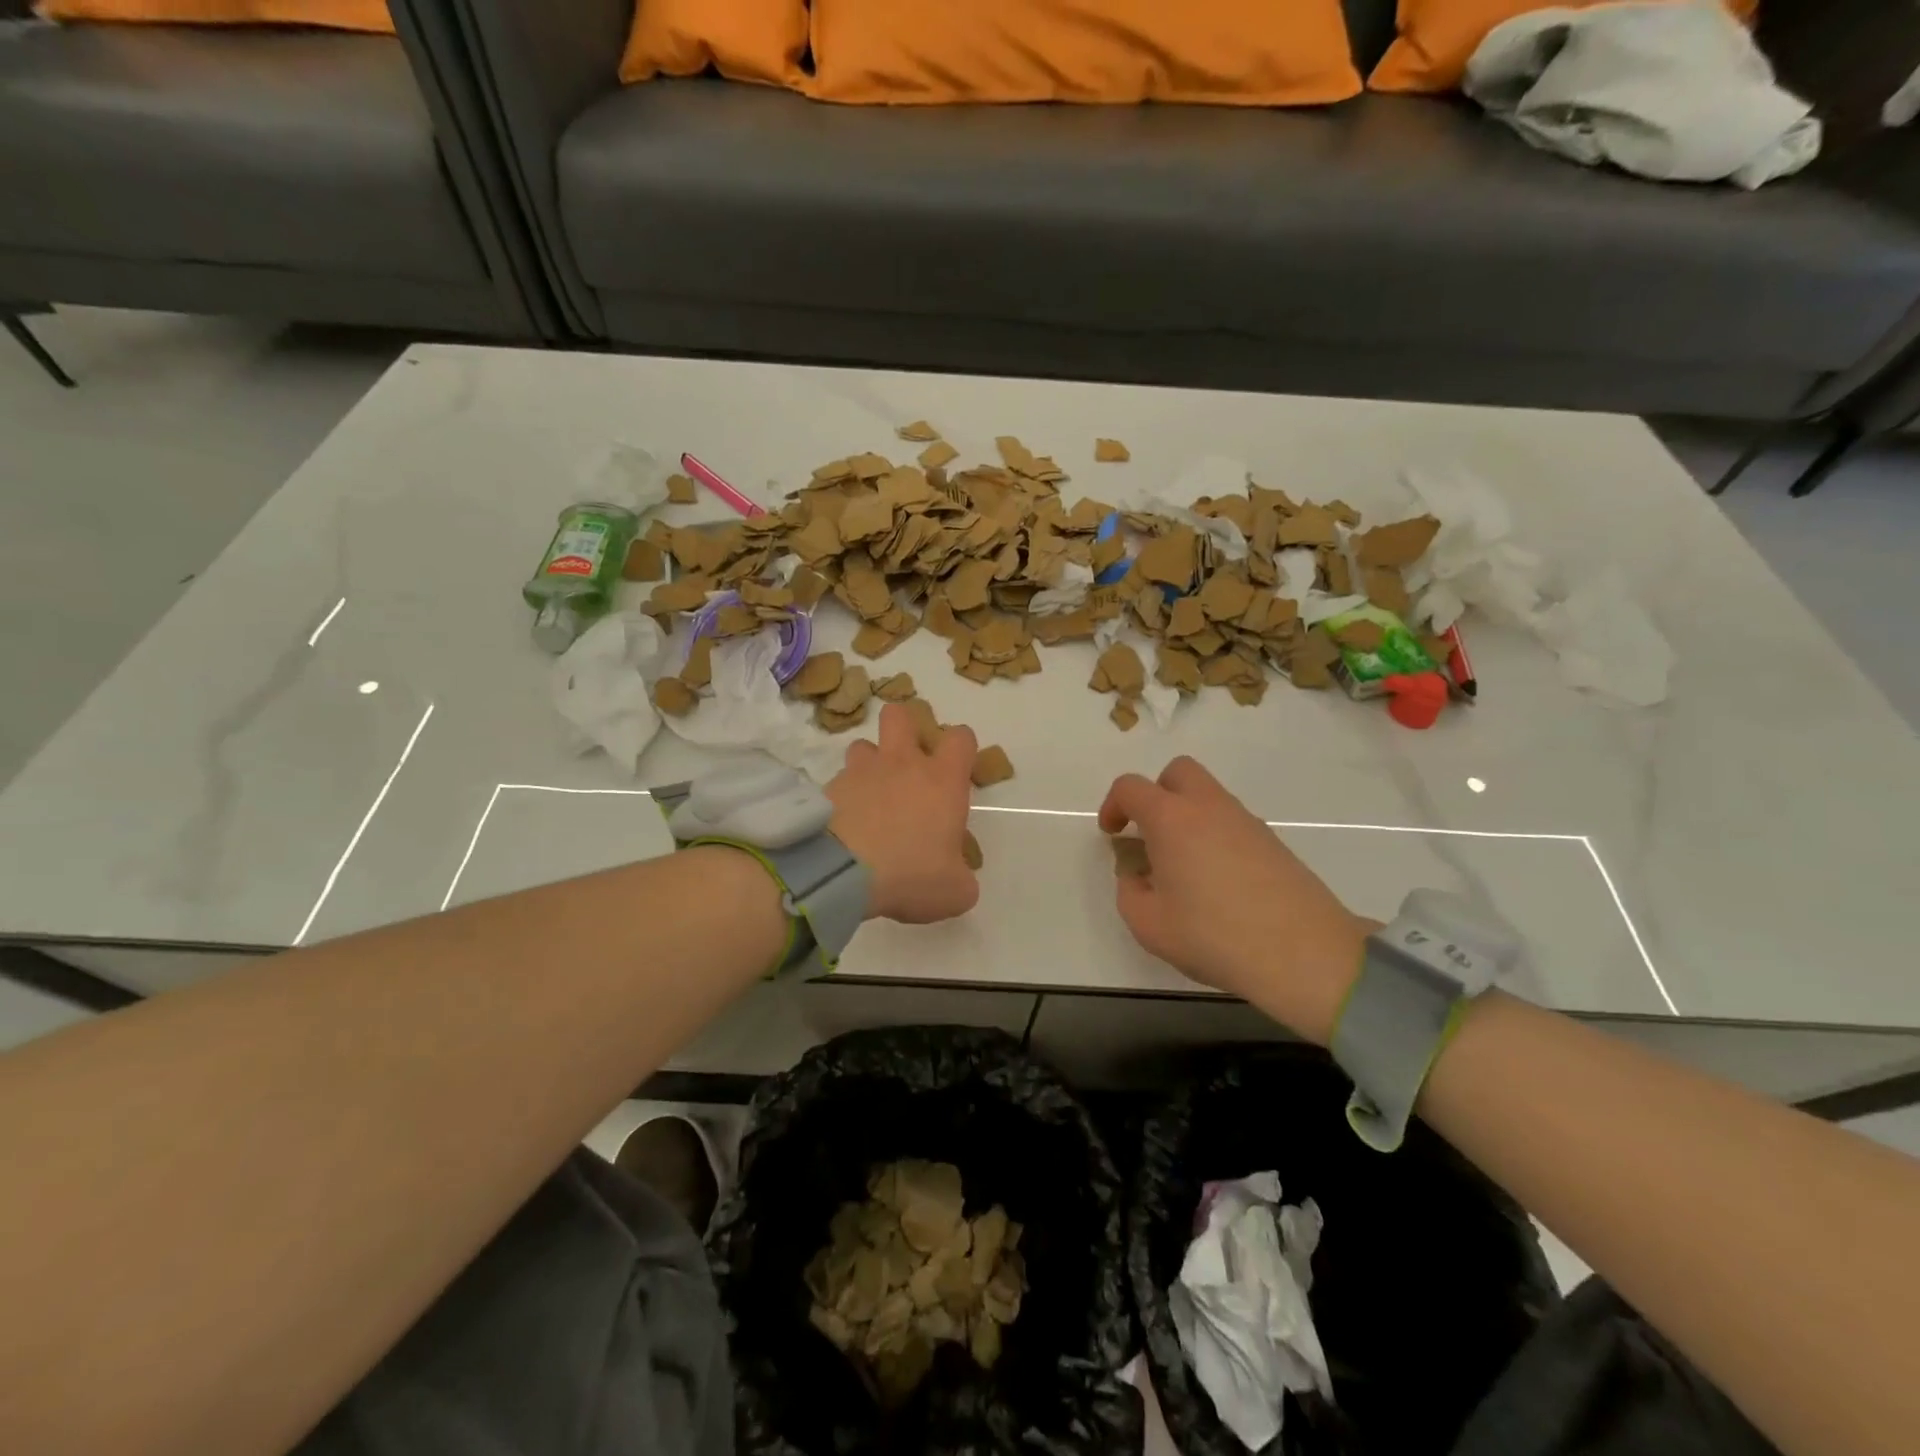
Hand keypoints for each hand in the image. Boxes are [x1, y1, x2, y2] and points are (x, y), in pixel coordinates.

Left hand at [827, 704, 979, 923]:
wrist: (840, 873)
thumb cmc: (910, 874)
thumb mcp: (954, 891)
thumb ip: (961, 878)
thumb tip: (958, 878)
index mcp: (942, 780)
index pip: (961, 738)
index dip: (962, 747)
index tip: (959, 769)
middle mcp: (902, 764)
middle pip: (901, 715)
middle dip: (905, 728)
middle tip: (908, 762)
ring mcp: (861, 772)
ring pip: (863, 745)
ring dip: (869, 764)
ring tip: (871, 795)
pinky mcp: (828, 788)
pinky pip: (838, 780)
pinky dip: (844, 795)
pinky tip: (845, 823)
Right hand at [1098, 757, 1371, 1044]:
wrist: (1304, 954)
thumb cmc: (1214, 935)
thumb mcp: (1148, 924)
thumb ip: (1130, 891)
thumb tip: (1139, 874)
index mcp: (1172, 818)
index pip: (1132, 787)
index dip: (1113, 805)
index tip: (1112, 835)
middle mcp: (1210, 807)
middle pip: (1178, 773)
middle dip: (1156, 794)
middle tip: (1149, 834)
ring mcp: (1247, 822)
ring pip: (1209, 797)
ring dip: (1187, 817)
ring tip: (1182, 868)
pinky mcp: (1273, 842)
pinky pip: (1232, 822)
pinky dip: (1214, 836)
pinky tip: (1216, 883)